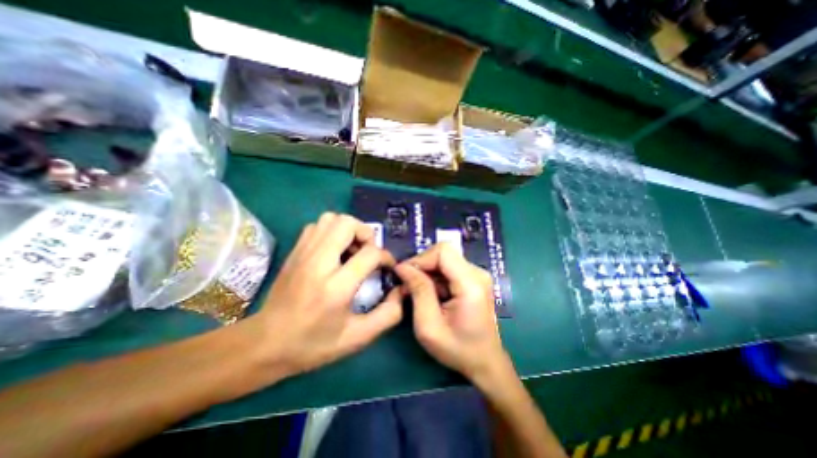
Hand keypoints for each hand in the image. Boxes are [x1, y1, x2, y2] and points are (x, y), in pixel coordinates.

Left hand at [249, 213, 400, 376]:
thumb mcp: (358, 338)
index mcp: (336, 287)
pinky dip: (331, 231)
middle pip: (347, 224)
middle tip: (368, 252)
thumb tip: (401, 290)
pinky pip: (317, 226)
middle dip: (366, 233)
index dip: (386, 257)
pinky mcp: (295, 251)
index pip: (370, 253)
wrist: (264, 344)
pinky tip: (334, 251)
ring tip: (352, 249)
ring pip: (331, 219)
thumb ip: (388, 314)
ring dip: (349, 229)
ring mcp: (303, 253)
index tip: (387, 267)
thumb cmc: (313, 344)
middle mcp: (318, 263)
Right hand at [394, 243, 508, 381]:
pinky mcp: (473, 279)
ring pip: (444, 260)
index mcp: (471, 283)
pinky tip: (432, 296)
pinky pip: (448, 268)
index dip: (420, 259)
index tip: (404, 276)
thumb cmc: (458, 349)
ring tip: (419, 295)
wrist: (485, 362)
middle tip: (408, 287)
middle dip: (422, 267)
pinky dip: (435, 278)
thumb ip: (418, 292)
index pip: (443, 251)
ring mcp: (477, 275)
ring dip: (427, 274)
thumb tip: (403, 267)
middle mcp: (477, 273)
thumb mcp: (429, 326)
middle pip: (443, 253)